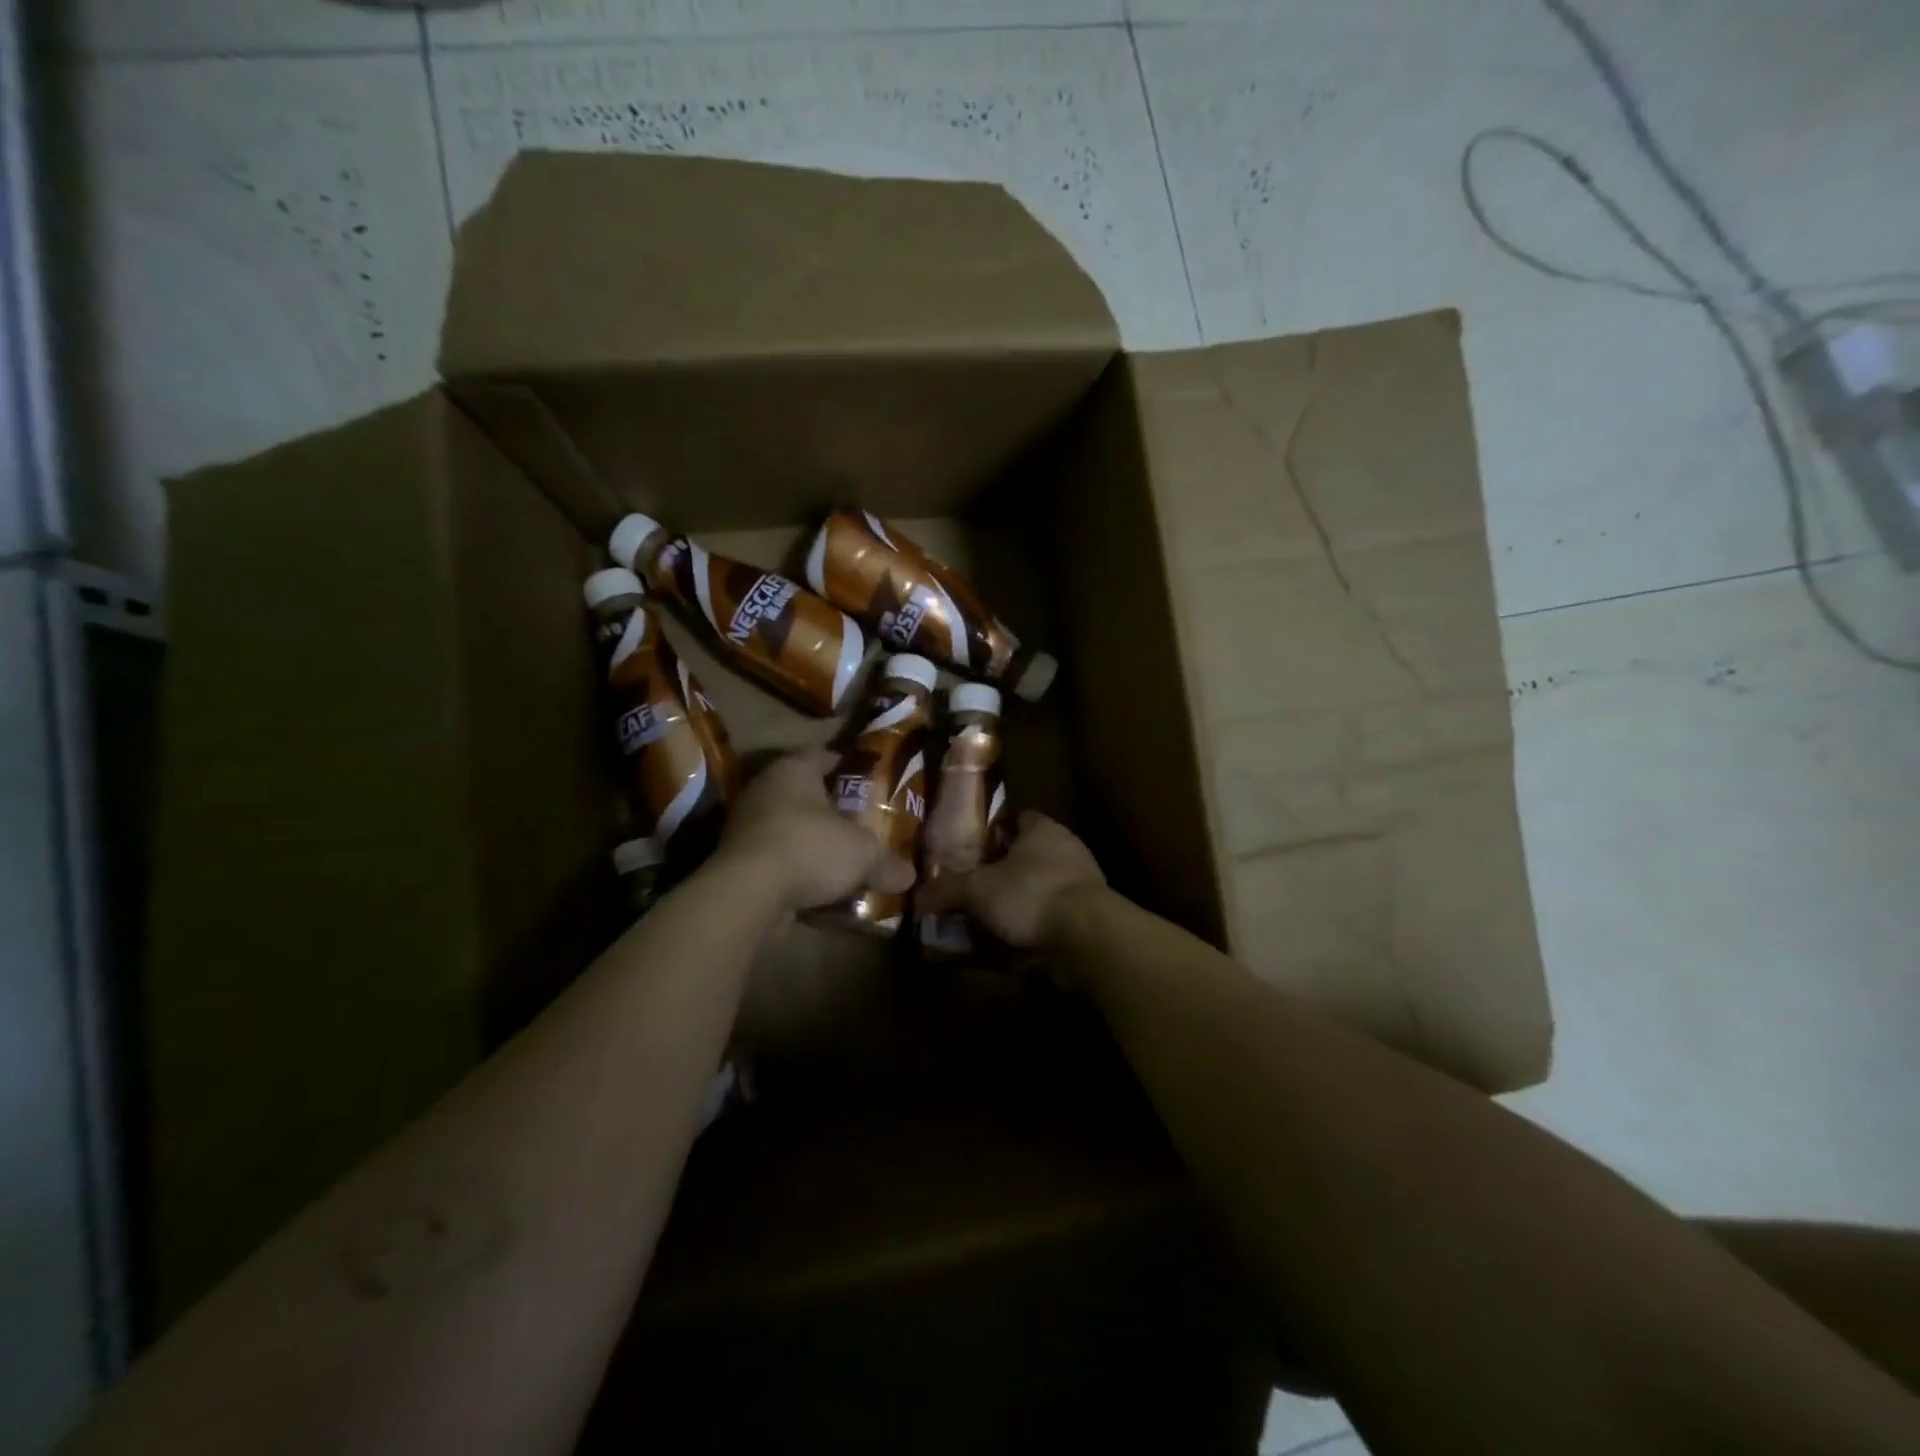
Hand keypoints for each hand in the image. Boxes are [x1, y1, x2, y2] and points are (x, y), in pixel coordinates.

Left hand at [715, 749, 915, 913]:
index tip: (869, 778)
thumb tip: (910, 875)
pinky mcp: (736, 859)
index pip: (824, 755)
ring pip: (788, 826)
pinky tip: (818, 885)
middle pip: (805, 792)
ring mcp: (746, 824)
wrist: (748, 892)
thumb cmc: (810, 848)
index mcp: (794, 769)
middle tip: (860, 820)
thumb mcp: (863, 854)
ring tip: (842, 856)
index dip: (848, 765)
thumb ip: (887, 862)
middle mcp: (765, 788)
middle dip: (831, 807)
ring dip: (811, 840)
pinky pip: (775, 856)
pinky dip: (794, 867)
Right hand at [916, 811, 1104, 948]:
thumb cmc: (1031, 894)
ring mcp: (1083, 882)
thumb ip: (947, 889)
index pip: (1018, 818)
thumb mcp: (978, 890)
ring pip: (1043, 886)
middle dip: (1006, 869)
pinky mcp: (1090, 914)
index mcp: (1042, 829)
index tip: (973, 848)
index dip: (995, 830)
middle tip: (977, 886)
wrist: (1086, 935)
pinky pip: (1055, 915)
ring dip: (1021, 900)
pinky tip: (1015, 943)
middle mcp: (1067, 848)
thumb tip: (917, 894)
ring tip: (991, 918)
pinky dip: (1037, 926)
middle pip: (1031, 853)